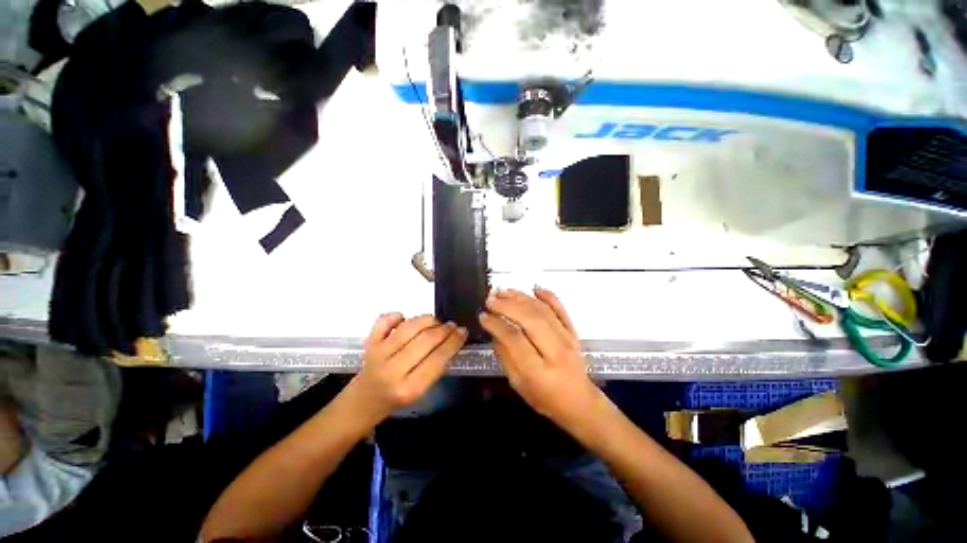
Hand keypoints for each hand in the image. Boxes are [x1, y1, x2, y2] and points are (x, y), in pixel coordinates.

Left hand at [347, 314, 466, 422]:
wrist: (366, 399)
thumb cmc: (398, 396)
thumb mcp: (422, 390)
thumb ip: (436, 367)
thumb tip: (453, 339)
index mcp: (409, 388)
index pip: (437, 359)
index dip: (453, 342)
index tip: (463, 331)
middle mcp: (392, 370)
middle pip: (424, 341)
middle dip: (444, 330)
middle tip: (453, 325)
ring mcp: (378, 354)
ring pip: (408, 328)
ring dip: (427, 320)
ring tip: (436, 321)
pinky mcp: (369, 343)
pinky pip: (383, 321)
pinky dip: (396, 315)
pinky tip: (404, 318)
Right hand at [479, 288, 601, 426]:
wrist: (579, 402)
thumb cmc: (544, 398)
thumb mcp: (518, 384)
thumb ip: (505, 357)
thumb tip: (494, 333)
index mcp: (538, 370)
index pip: (515, 339)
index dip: (496, 324)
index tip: (483, 315)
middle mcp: (555, 351)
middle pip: (530, 319)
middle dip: (508, 305)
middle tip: (490, 299)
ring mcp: (567, 339)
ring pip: (543, 311)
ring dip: (522, 298)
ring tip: (504, 291)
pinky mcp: (573, 332)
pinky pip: (562, 309)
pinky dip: (549, 296)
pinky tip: (535, 289)